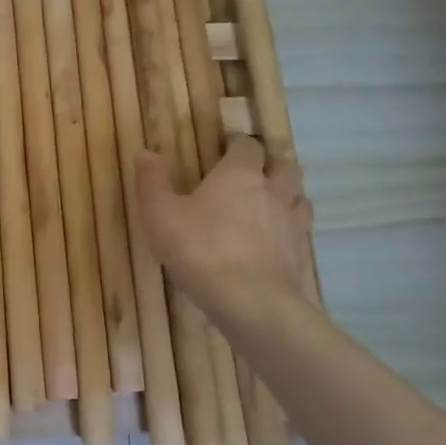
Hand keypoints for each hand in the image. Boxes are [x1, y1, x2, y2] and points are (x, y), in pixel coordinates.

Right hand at [133, 136, 312, 310]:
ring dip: (287, 195)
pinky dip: (290, 230)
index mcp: (239, 174)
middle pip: (285, 166)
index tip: (226, 148)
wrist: (248, 300)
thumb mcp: (160, 214)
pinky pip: (300, 232)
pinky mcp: (300, 255)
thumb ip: (152, 181)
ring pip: (300, 197)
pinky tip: (274, 242)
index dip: (238, 143)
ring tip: (269, 205)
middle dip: (272, 165)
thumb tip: (145, 152)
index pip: (248, 145)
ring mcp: (291, 224)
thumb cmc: (198, 249)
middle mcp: (272, 191)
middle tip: (253, 174)